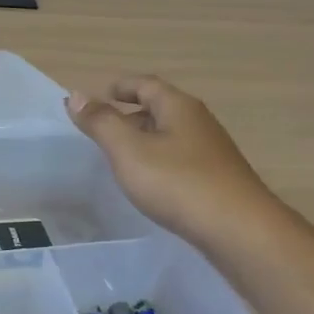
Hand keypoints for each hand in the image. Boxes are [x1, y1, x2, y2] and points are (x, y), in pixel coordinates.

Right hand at [66, 75, 271, 245]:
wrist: (238, 229)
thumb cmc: (178, 183)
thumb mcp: (129, 150)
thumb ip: (101, 122)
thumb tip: (75, 95)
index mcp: (178, 107)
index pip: (145, 84)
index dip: (119, 87)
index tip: (96, 98)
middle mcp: (198, 122)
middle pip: (159, 108)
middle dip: (129, 114)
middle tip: (101, 131)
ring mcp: (211, 151)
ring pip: (170, 136)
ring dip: (144, 140)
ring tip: (120, 159)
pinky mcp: (216, 178)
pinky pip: (180, 159)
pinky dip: (159, 162)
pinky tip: (150, 184)